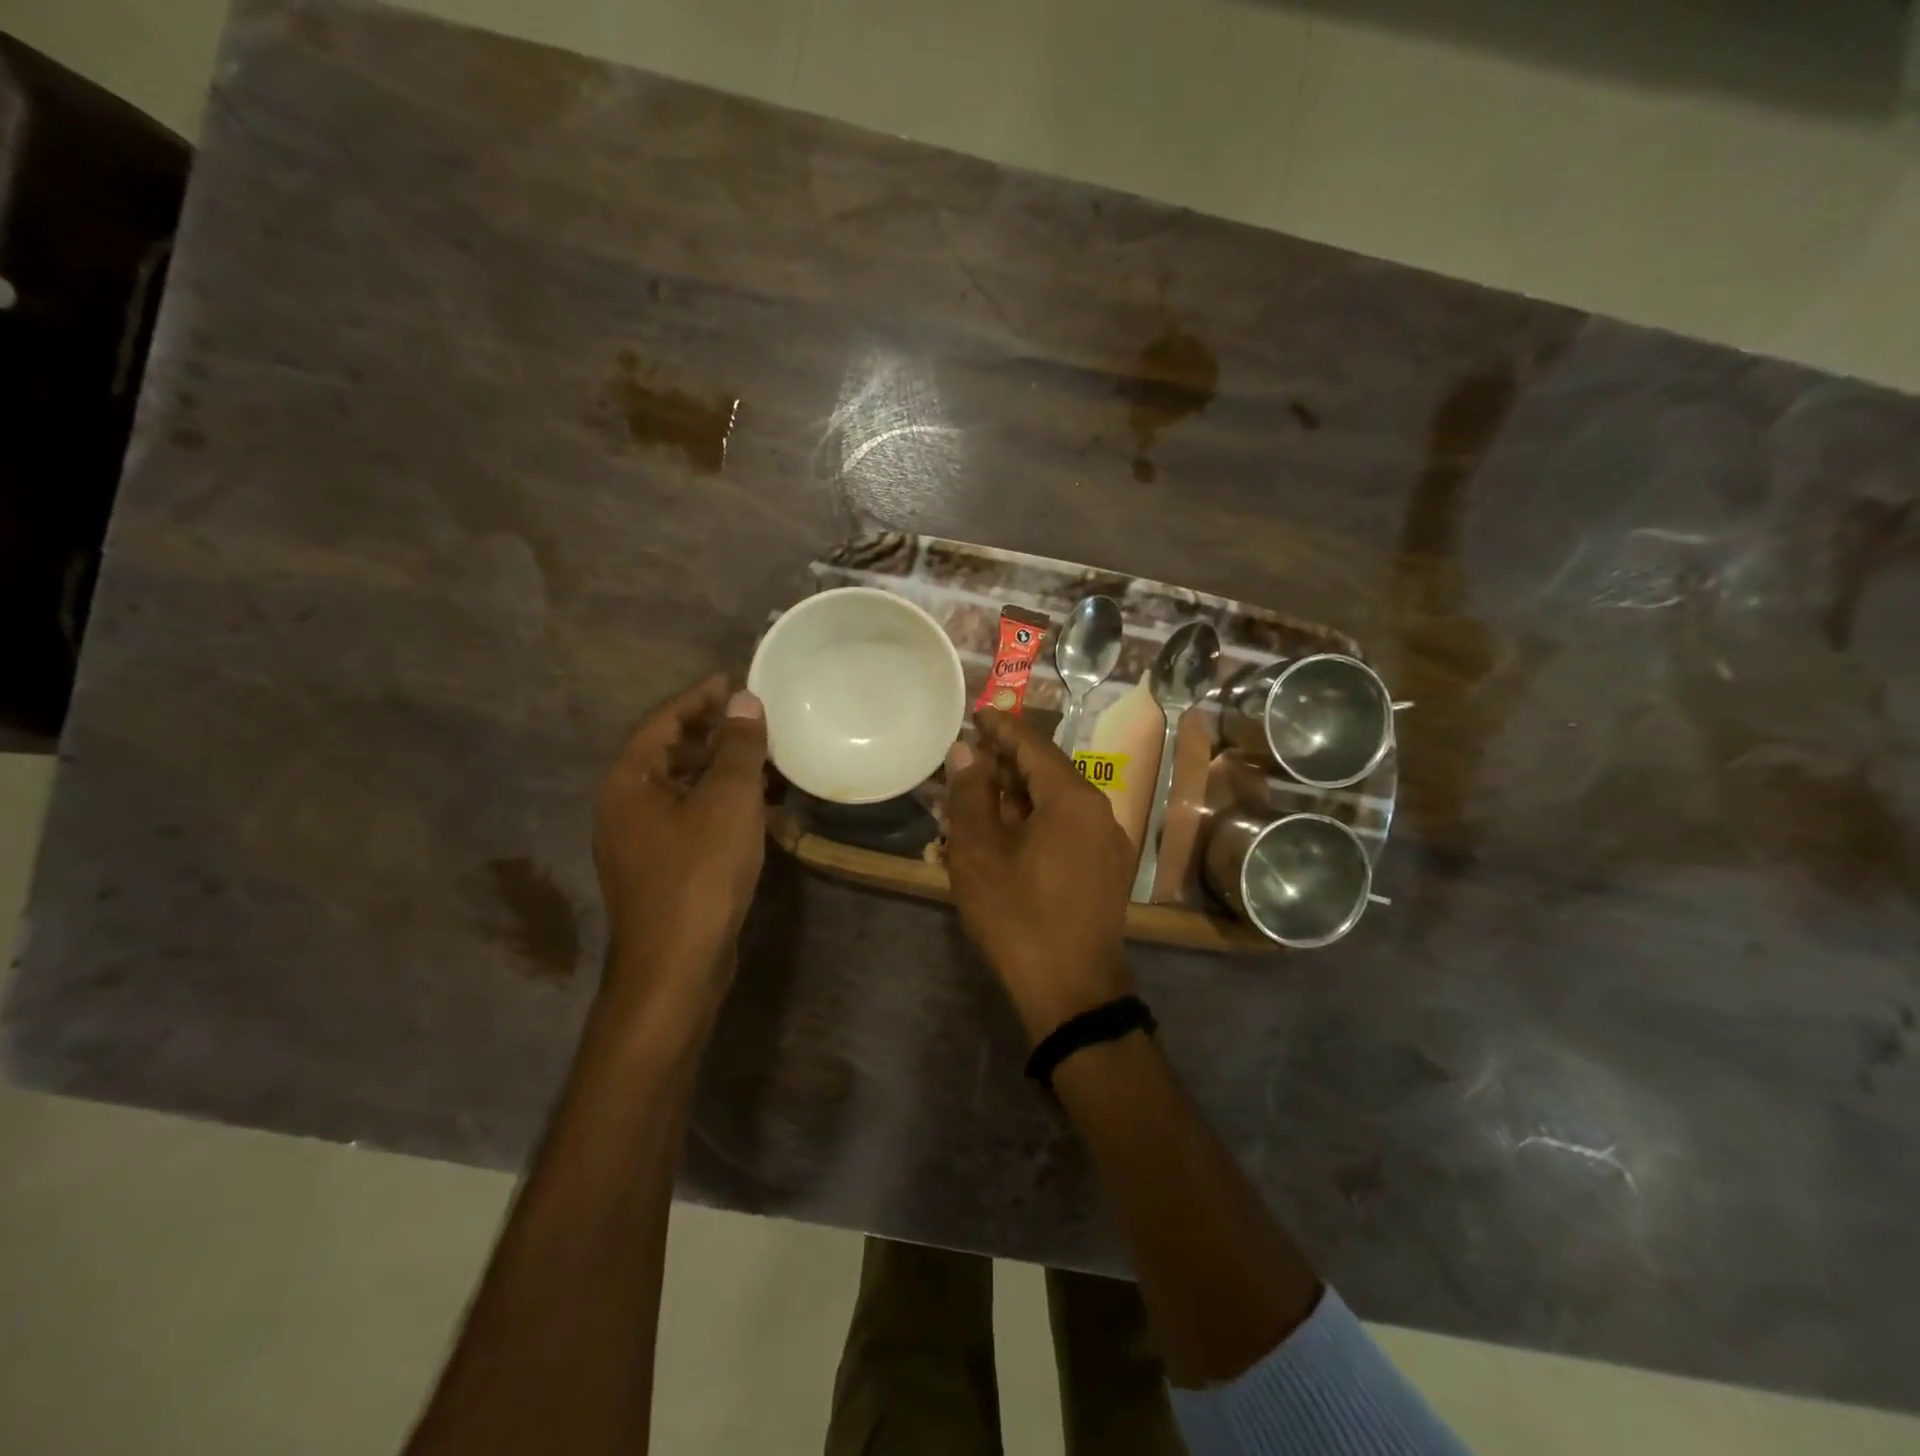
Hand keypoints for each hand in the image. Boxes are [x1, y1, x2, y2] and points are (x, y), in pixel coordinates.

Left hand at [593, 673, 768, 1017]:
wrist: (676, 966)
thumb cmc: (700, 873)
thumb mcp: (728, 800)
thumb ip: (738, 747)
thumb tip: (744, 701)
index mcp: (628, 782)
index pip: (663, 721)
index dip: (699, 697)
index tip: (731, 679)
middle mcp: (623, 807)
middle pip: (667, 753)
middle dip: (710, 732)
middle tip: (752, 718)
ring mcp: (638, 842)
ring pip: (680, 788)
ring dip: (717, 769)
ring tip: (760, 758)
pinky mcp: (658, 870)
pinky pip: (688, 818)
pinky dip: (717, 804)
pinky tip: (753, 809)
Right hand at [945, 708, 1136, 1042]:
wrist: (1073, 992)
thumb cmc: (1019, 916)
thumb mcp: (980, 852)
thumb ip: (971, 794)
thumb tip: (967, 751)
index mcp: (1073, 798)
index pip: (1033, 744)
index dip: (1001, 727)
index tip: (975, 715)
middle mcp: (1100, 811)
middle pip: (1046, 772)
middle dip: (1003, 766)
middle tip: (964, 765)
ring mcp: (1108, 844)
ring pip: (1055, 804)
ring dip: (1015, 799)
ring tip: (974, 803)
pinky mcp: (1105, 871)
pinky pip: (1065, 831)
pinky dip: (1033, 825)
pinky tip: (1002, 839)